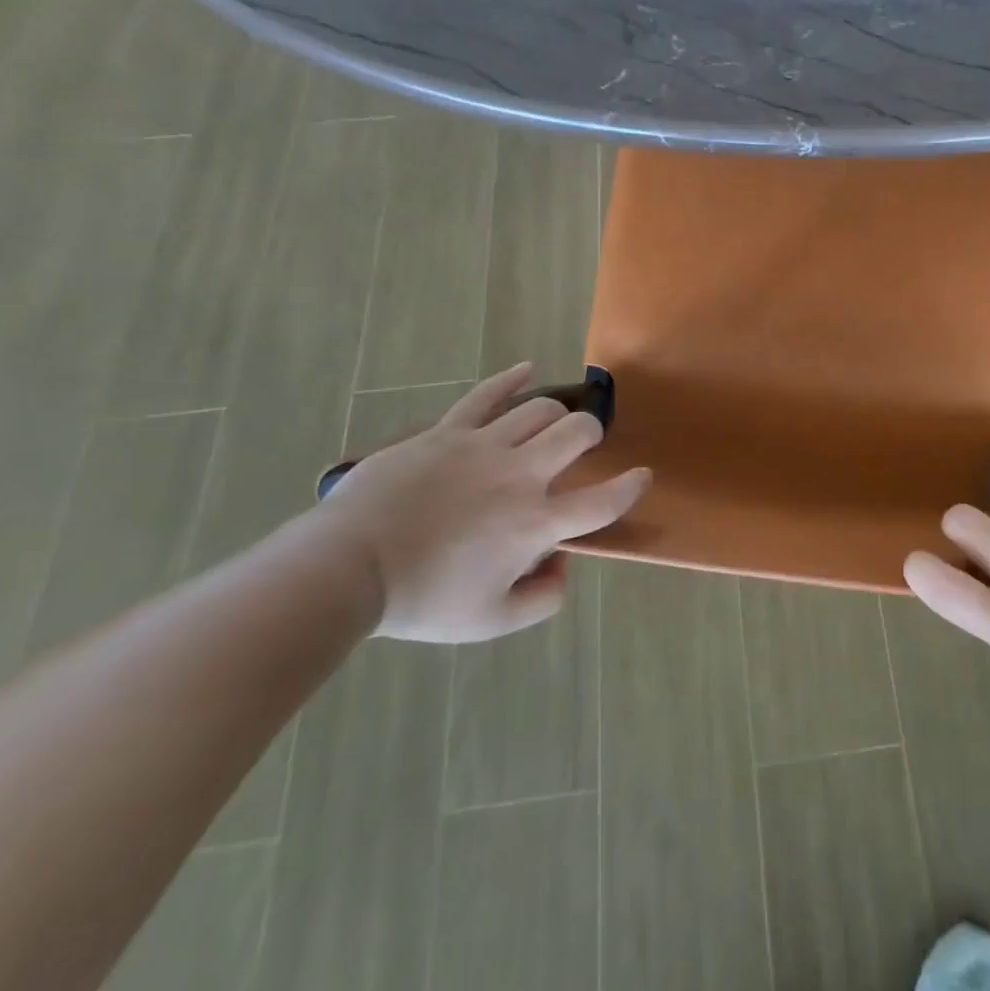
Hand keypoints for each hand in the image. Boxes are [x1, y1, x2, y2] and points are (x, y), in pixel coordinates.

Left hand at [310, 363, 649, 643]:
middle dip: (591, 434)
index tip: (641, 477)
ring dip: (558, 414)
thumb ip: (542, 598)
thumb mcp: (491, 622)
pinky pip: (486, 394)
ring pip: (540, 409)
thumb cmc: (423, 599)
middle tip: (585, 445)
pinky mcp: (448, 431)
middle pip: (576, 434)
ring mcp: (483, 446)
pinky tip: (528, 368)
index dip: (630, 488)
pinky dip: (512, 378)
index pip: (602, 501)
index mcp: (536, 523)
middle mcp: (521, 475)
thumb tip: (560, 564)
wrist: (348, 568)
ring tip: (555, 422)